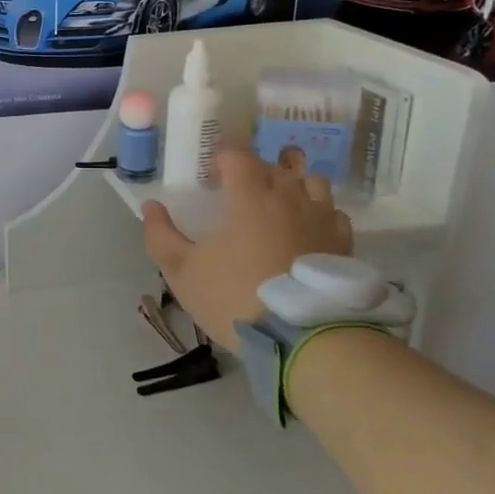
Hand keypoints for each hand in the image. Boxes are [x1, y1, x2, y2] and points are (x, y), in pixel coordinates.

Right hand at [142, 146, 353, 350]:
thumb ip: (161, 235)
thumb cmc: (233, 296)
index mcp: (250, 197)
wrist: (301, 338)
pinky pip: (333, 213)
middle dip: (256, 170)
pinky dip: (318, 212)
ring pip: (312, 183)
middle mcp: (290, 198)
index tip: (212, 173)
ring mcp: (322, 219)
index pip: (239, 156)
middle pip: (276, 166)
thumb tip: (151, 206)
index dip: (223, 157)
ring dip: (293, 185)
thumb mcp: (182, 271)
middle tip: (238, 190)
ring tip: (278, 203)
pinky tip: (306, 229)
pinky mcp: (343, 244)